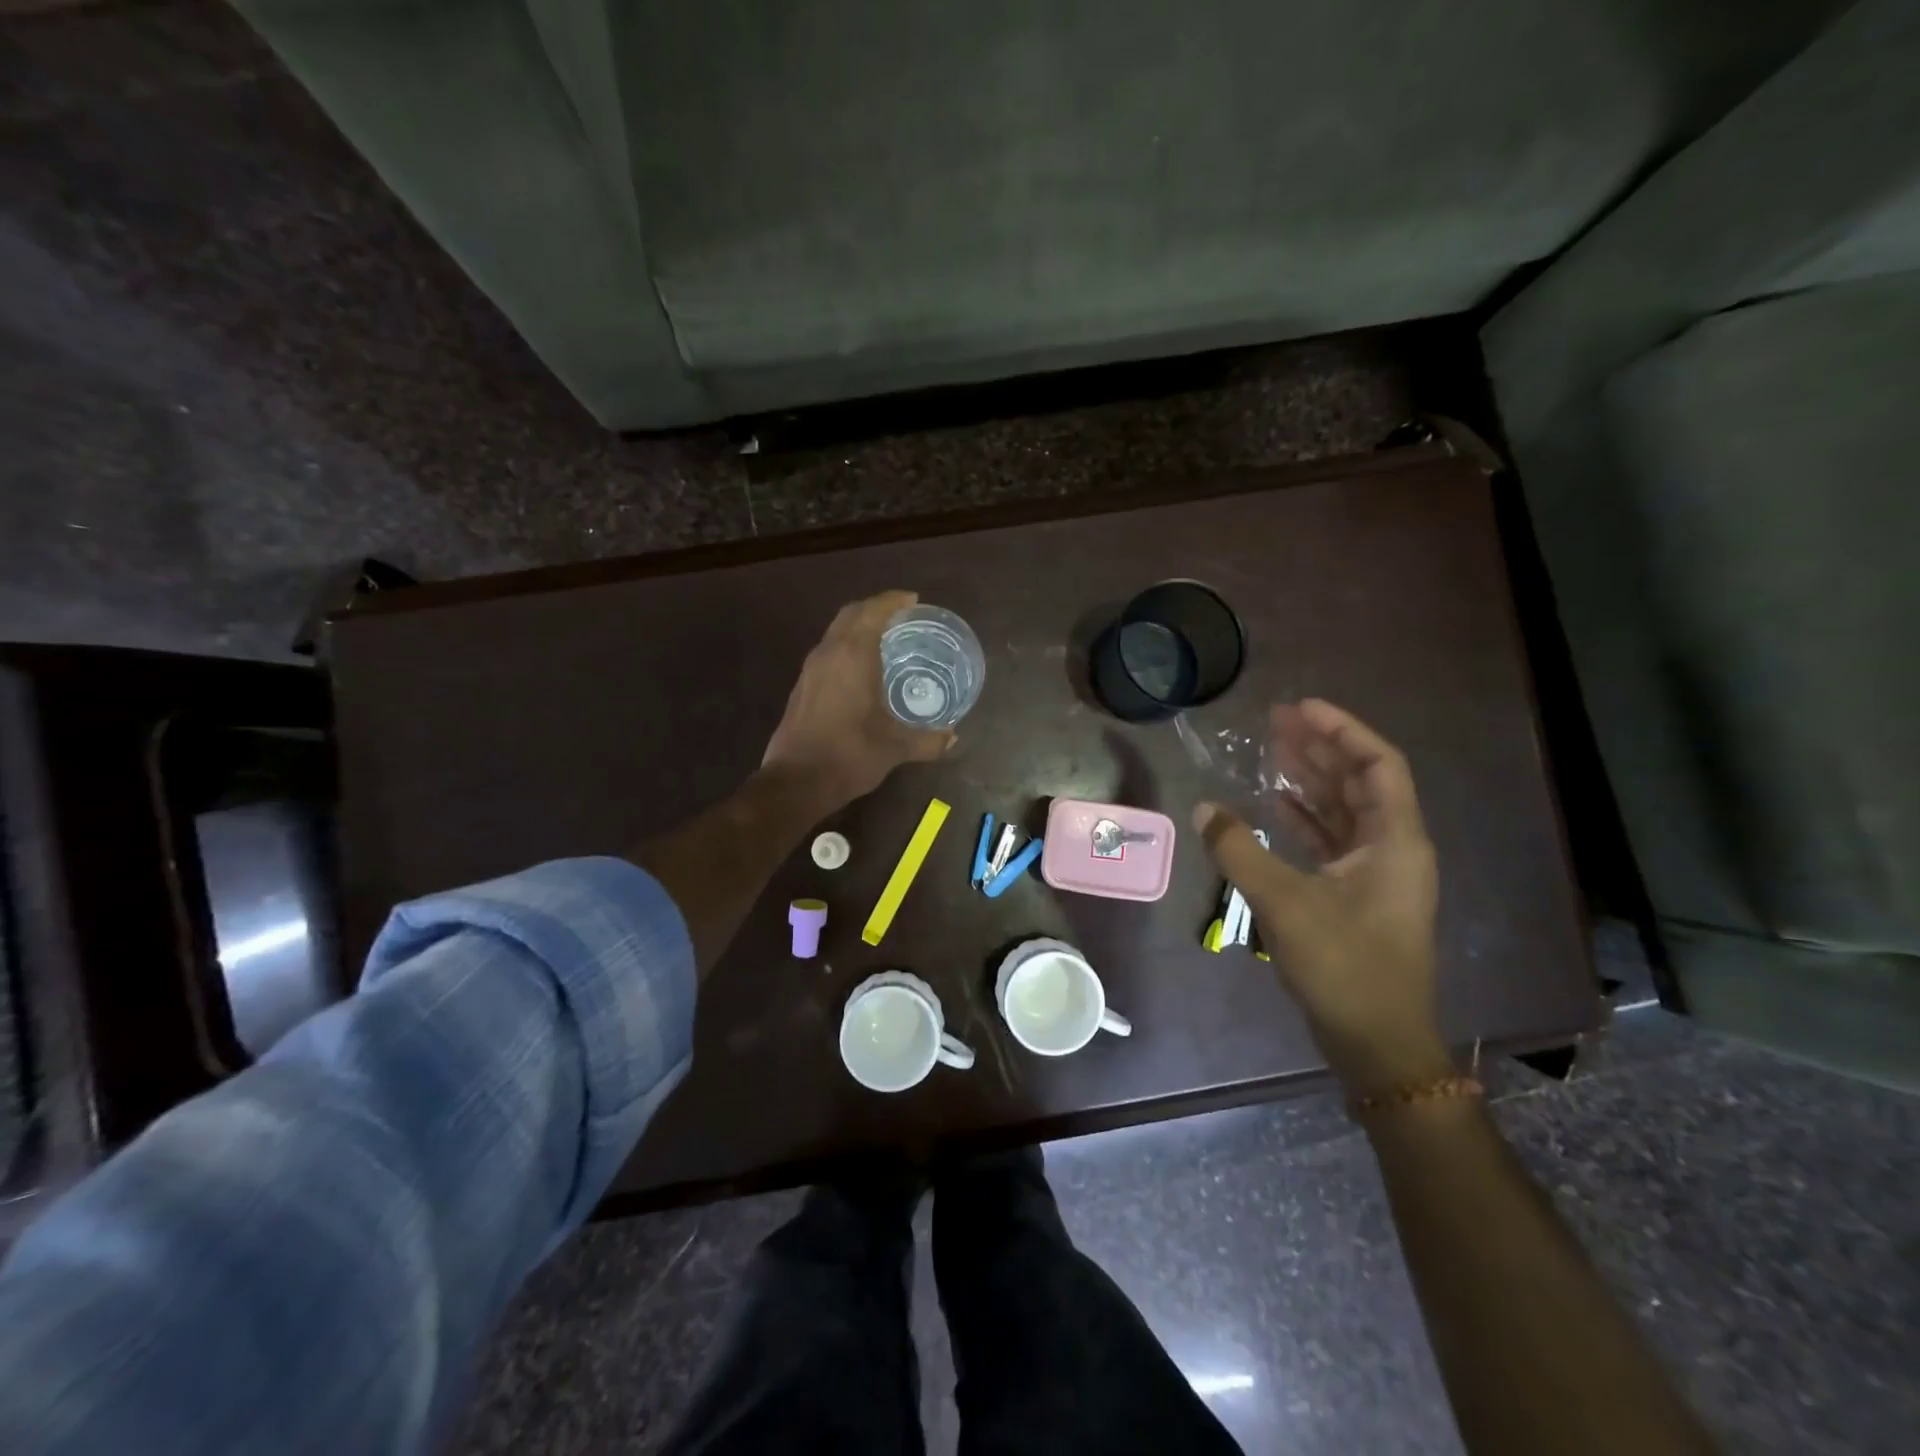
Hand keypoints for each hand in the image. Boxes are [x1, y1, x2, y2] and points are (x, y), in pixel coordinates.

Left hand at [762, 590, 953, 808]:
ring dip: (858, 627)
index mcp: (852, 656)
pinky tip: (862, 669)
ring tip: (885, 639)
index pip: (872, 611)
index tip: (913, 600)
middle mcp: (828, 653)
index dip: (893, 601)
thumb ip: (927, 740)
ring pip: (835, 632)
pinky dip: (846, 646)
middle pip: (851, 614)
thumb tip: (953, 738)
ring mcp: (810, 669)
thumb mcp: (894, 748)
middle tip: (902, 617)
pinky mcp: (802, 686)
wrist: (796, 782)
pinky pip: (828, 651)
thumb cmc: (849, 756)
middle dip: (875, 609)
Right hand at [1194, 700, 1449, 1096]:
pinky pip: (1331, 839)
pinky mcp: (1356, 894)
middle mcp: (1392, 848)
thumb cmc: (1344, 965)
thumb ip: (1239, 850)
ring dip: (1310, 780)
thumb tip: (1203, 808)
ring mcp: (1375, 873)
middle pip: (1359, 781)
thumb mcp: (1284, 902)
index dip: (1341, 730)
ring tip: (1271, 750)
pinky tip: (1273, 804)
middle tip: (1276, 721)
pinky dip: (1304, 818)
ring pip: (1344, 810)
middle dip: (1319, 748)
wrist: (1376, 1041)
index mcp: (1395, 840)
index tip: (1299, 708)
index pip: (1377, 765)